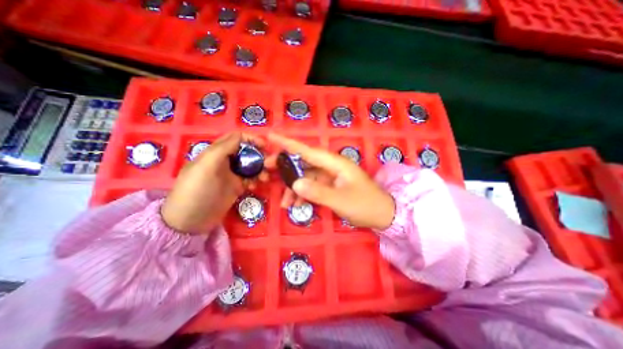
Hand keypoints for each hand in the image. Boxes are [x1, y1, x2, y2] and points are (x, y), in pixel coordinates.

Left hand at [160, 133, 267, 234]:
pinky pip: (251, 178)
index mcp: (216, 152)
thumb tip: (241, 136)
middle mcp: (225, 160)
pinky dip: (256, 180)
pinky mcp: (237, 186)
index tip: (264, 145)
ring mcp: (232, 174)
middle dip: (259, 154)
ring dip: (260, 168)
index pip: (236, 138)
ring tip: (265, 178)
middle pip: (246, 151)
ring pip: (251, 165)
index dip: (251, 139)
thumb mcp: (206, 166)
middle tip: (269, 162)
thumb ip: (223, 148)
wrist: (191, 221)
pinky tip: (256, 186)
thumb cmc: (197, 190)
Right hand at [266, 132, 392, 228]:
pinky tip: (297, 205)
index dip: (289, 144)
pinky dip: (304, 194)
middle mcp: (332, 166)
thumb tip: (295, 184)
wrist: (383, 214)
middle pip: (304, 162)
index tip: (271, 137)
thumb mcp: (341, 200)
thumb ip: (318, 192)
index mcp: (336, 163)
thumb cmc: (366, 205)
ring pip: (307, 177)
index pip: (308, 151)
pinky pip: (313, 187)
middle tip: (267, 169)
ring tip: (284, 203)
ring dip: (295, 188)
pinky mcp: (331, 186)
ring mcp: (331, 176)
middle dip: (286, 167)